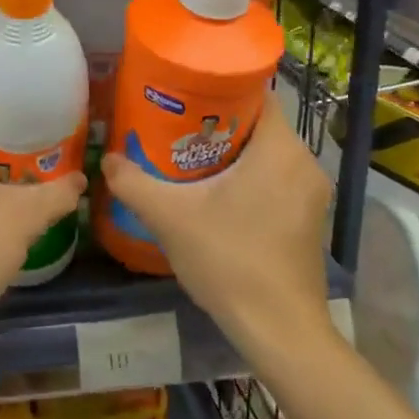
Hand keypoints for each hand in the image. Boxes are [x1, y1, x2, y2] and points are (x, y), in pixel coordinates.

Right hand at [101, 95, 333, 356]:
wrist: (279, 331)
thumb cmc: (229, 261)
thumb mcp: (170, 217)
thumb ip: (133, 183)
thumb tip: (107, 159)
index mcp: (280, 149)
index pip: (257, 94)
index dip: (219, 88)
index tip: (184, 94)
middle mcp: (304, 163)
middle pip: (259, 124)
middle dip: (217, 122)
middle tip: (174, 125)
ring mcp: (312, 194)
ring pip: (267, 153)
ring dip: (231, 151)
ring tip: (187, 155)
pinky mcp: (309, 219)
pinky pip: (276, 178)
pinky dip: (248, 176)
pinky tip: (215, 193)